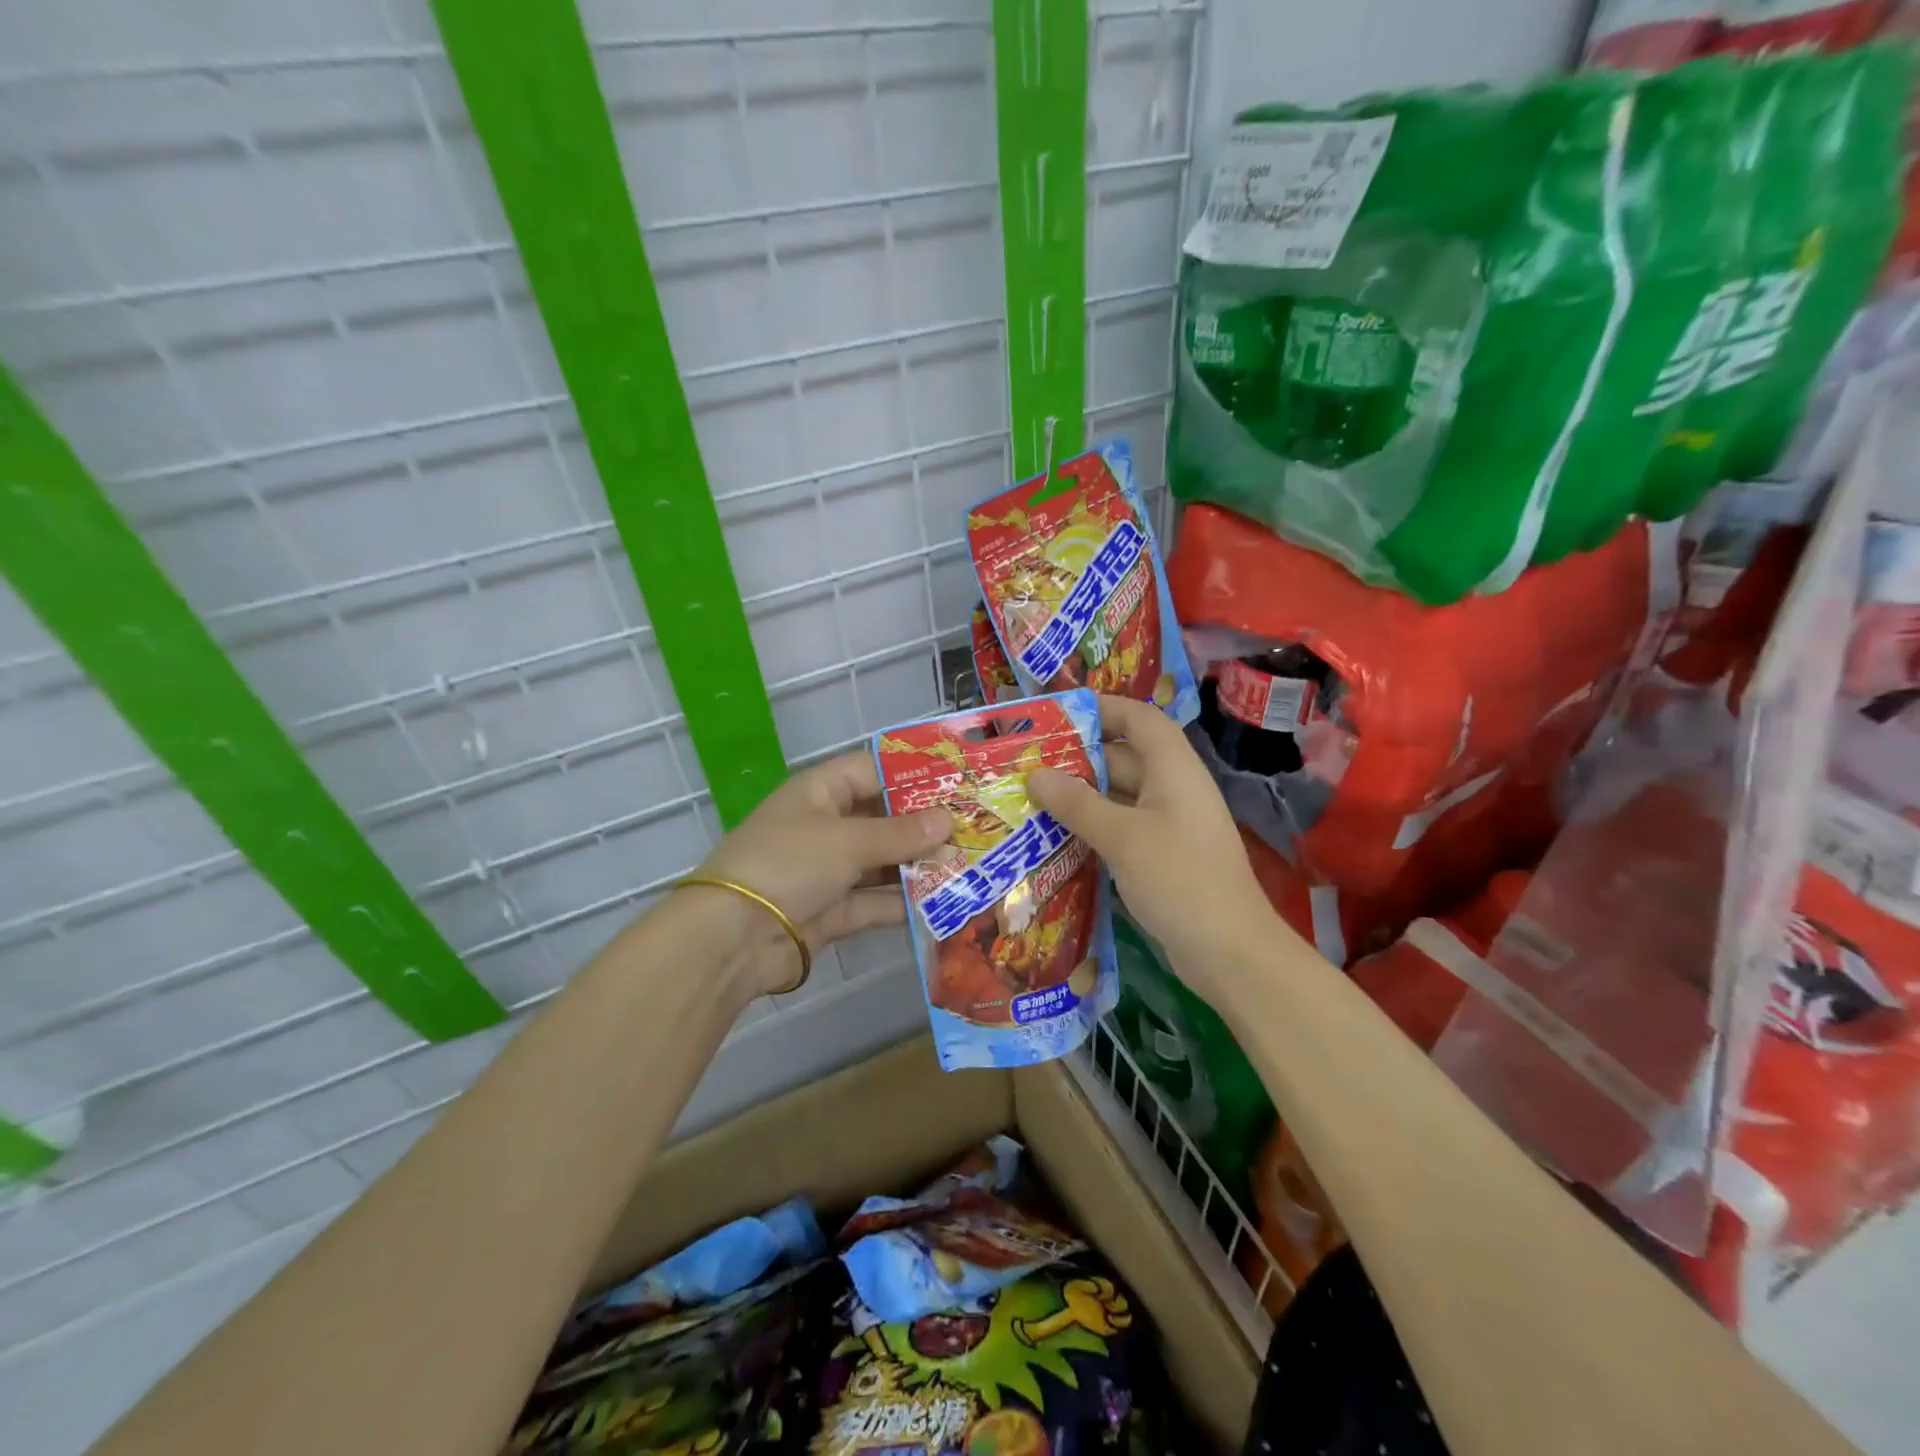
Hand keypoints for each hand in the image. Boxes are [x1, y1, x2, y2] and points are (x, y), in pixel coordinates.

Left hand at [690, 751, 950, 993]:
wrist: (732, 938)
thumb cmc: (789, 864)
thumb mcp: (847, 840)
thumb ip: (900, 834)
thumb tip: (947, 820)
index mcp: (819, 793)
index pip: (871, 771)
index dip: (911, 774)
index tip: (957, 782)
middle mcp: (825, 827)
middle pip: (882, 819)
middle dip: (924, 826)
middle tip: (975, 828)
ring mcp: (828, 872)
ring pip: (882, 863)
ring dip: (920, 867)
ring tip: (970, 866)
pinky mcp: (832, 912)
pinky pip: (875, 902)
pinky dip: (904, 904)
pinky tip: (944, 905)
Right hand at [1027, 695, 1278, 1000]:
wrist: (1229, 951)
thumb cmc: (1179, 879)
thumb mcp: (1122, 837)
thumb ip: (1077, 804)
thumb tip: (1035, 775)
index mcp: (1173, 769)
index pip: (1139, 719)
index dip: (1103, 709)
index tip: (1058, 714)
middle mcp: (1172, 789)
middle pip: (1123, 758)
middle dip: (1078, 758)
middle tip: (1027, 762)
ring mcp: (1168, 825)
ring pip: (1118, 797)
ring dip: (1080, 797)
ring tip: (1031, 797)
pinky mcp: (1161, 856)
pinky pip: (1121, 828)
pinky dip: (1091, 828)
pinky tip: (1055, 838)